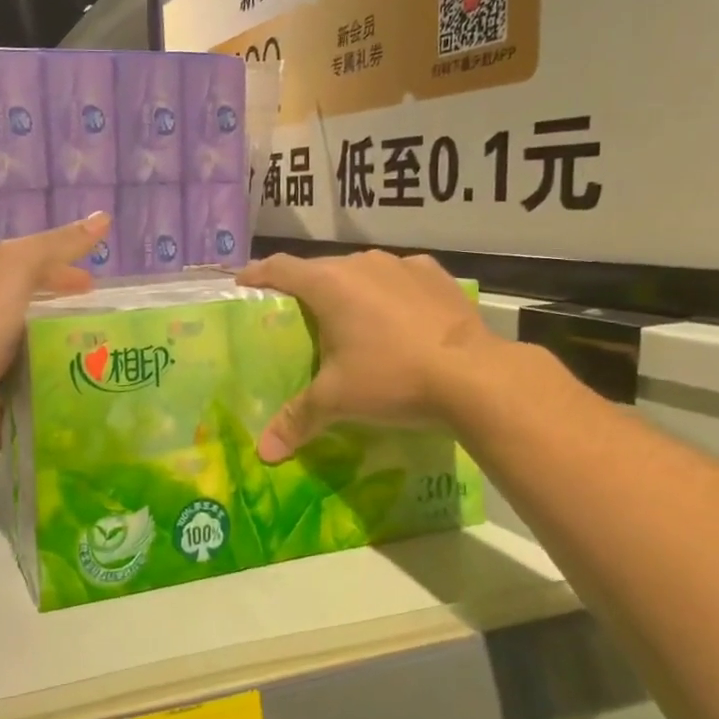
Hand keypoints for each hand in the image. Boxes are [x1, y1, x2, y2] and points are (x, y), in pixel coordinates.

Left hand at [0, 212, 108, 447]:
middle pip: (30, 307)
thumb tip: (103, 218)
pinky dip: (41, 385)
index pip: (32, 268)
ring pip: (28, 346)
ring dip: (55, 349)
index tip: (94, 284)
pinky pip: (22, 384)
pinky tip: (67, 390)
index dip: (64, 271)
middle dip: (60, 309)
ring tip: (93, 358)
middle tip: (97, 322)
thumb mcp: (20, 266)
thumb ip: (57, 245)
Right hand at [237, 249, 493, 461]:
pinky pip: (400, 277)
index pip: (280, 268)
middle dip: (304, 287)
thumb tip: (264, 454)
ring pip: (362, 271)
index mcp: (328, 284)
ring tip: (348, 317)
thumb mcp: (338, 400)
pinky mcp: (436, 276)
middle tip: (297, 314)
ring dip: (349, 288)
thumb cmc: (392, 378)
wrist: (475, 376)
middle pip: (320, 269)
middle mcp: (361, 264)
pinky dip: (389, 291)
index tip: (244, 283)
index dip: (258, 274)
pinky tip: (397, 316)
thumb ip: (297, 420)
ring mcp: (402, 265)